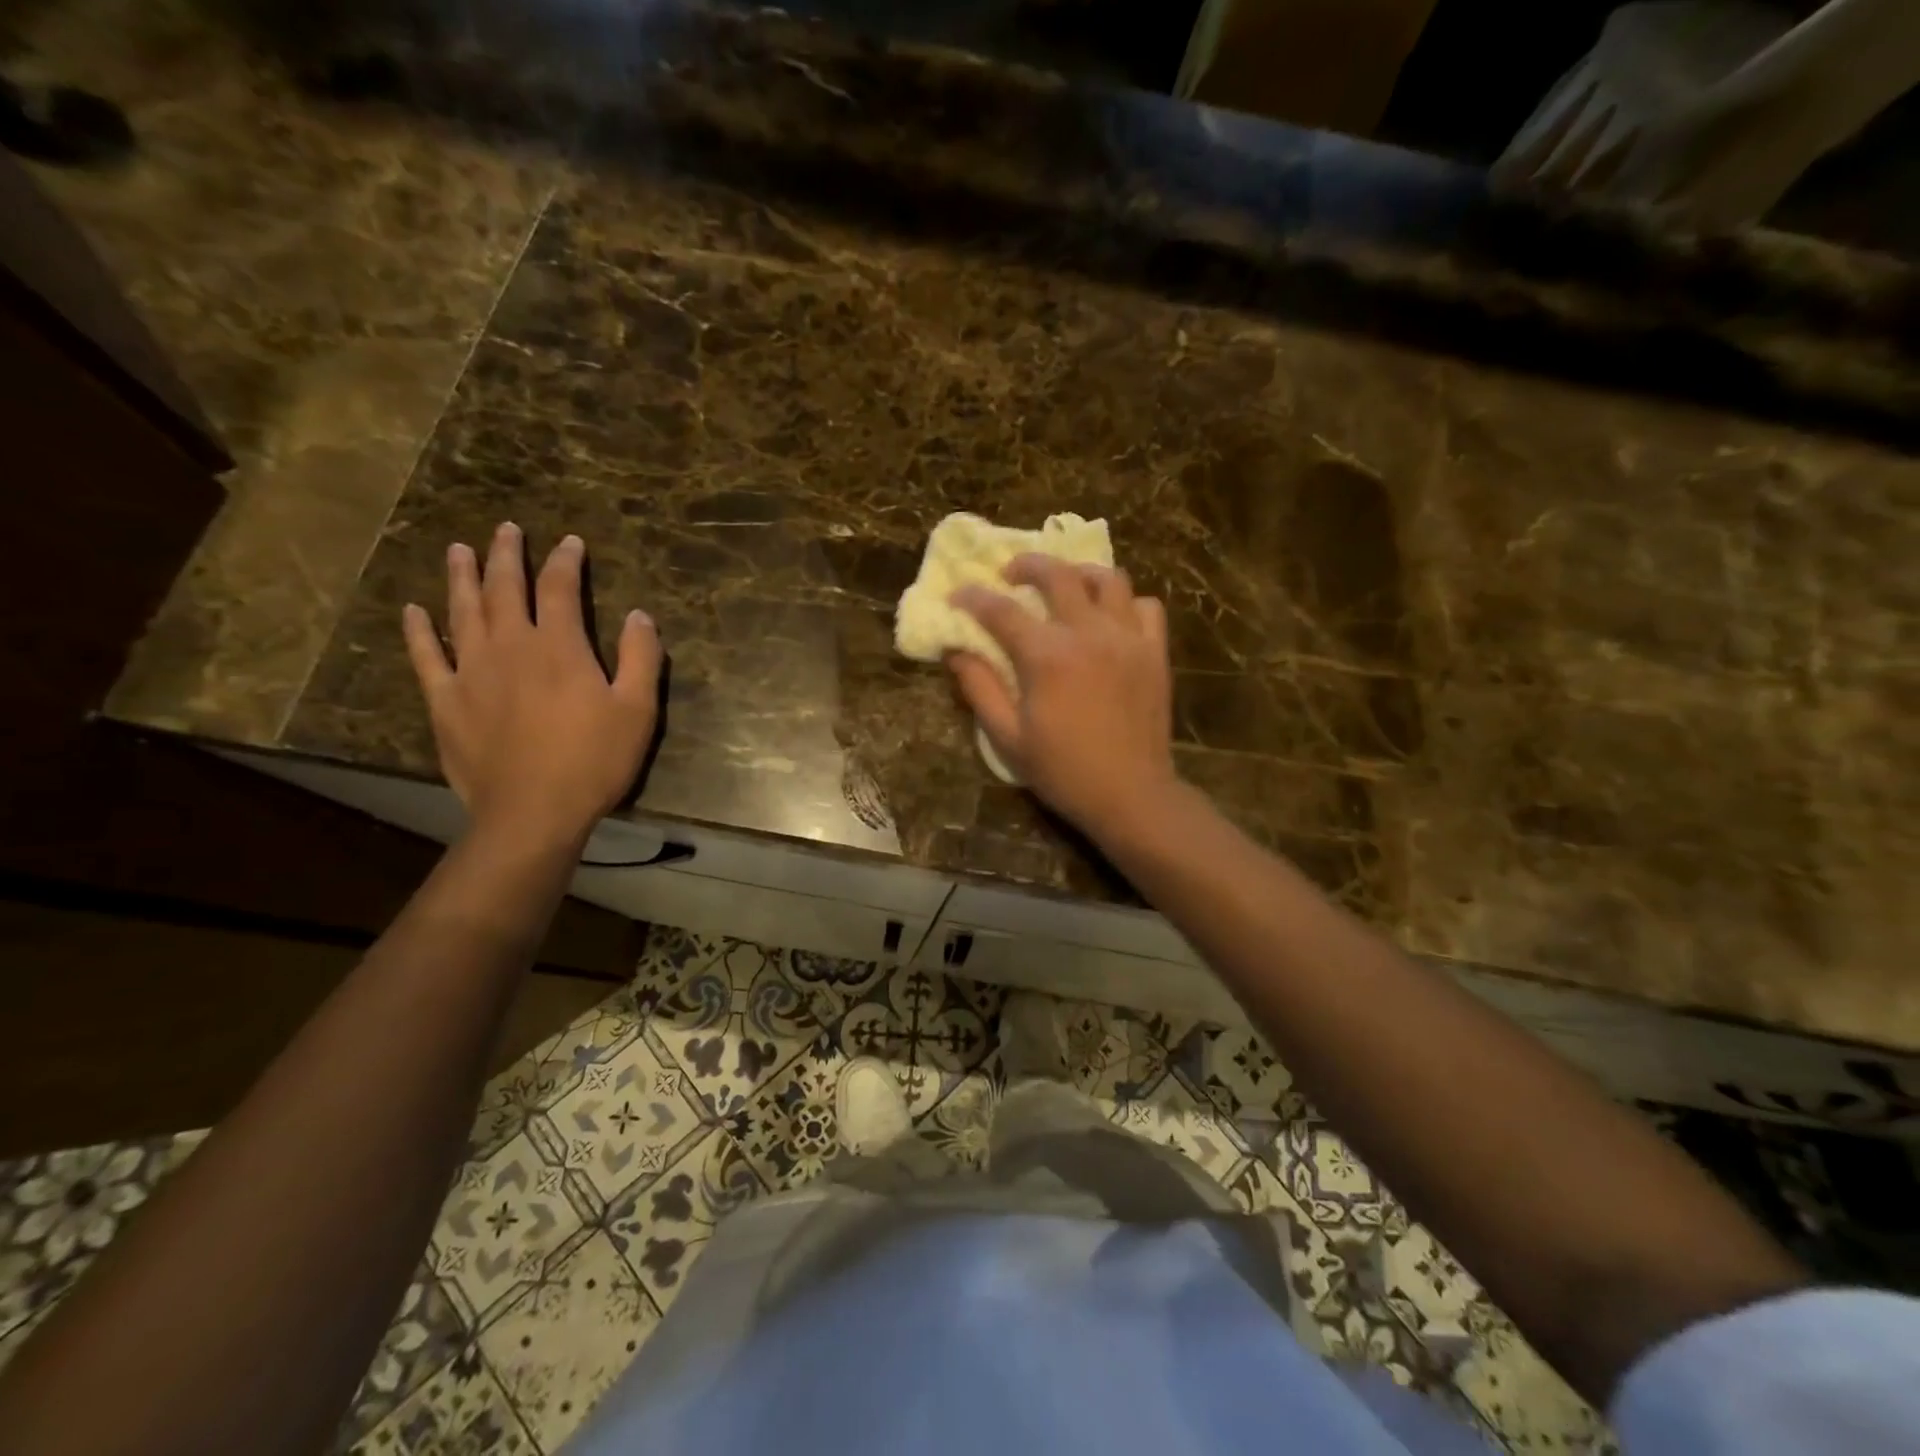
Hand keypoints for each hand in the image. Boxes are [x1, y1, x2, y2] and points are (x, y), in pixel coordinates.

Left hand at [403, 523, 661, 848]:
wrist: (533, 811)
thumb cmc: (594, 760)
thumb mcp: (638, 709)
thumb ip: (641, 657)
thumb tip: (639, 614)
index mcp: (559, 646)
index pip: (559, 588)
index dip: (565, 561)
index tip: (570, 542)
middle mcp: (510, 646)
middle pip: (503, 588)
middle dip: (507, 554)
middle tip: (506, 529)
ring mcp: (471, 671)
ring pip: (462, 610)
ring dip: (461, 576)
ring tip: (459, 550)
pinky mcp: (445, 700)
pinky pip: (426, 656)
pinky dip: (419, 630)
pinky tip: (414, 610)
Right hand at [948, 554, 1177, 838]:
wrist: (1130, 795)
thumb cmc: (1062, 771)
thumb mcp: (1007, 737)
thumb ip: (979, 688)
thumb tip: (956, 651)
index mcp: (1046, 656)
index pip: (1001, 610)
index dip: (973, 598)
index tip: (957, 595)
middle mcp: (1088, 633)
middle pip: (1057, 575)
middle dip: (1027, 564)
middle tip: (1010, 574)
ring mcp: (1128, 639)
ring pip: (1108, 579)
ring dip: (1079, 573)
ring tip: (1065, 584)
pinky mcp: (1155, 652)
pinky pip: (1147, 607)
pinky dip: (1126, 602)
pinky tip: (1111, 617)